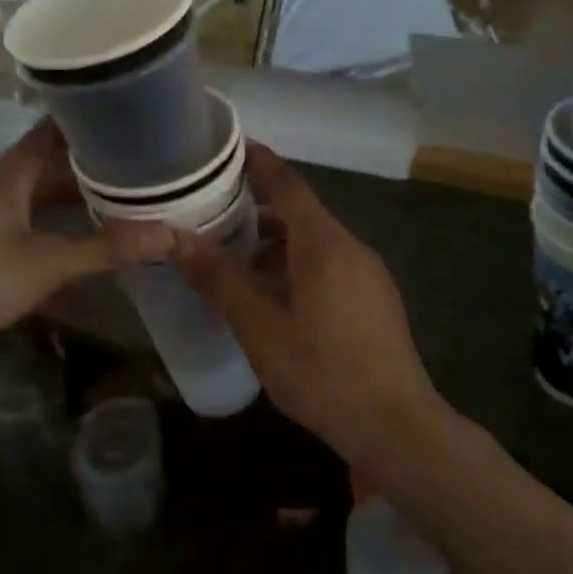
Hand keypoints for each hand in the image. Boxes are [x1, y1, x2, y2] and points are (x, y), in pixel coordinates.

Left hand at [0, 121, 172, 392]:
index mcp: (11, 174)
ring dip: (80, 207)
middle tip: (148, 172)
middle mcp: (0, 187)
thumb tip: (171, 234)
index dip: (96, 120)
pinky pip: (31, 233)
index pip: (58, 128)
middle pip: (56, 167)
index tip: (138, 120)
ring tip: (128, 210)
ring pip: (44, 202)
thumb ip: (105, 250)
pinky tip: (88, 259)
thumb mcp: (43, 266)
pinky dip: (60, 240)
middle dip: (99, 170)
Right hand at [172, 144, 445, 473]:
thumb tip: (176, 237)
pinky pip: (329, 266)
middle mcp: (351, 248)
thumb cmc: (322, 372)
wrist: (396, 426)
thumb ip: (220, 279)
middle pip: (300, 213)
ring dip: (275, 244)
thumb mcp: (260, 327)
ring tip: (233, 258)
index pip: (288, 184)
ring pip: (314, 243)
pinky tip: (271, 296)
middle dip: (258, 209)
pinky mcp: (373, 301)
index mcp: (325, 244)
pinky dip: (295, 265)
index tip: (229, 147)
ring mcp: (368, 275)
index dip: (259, 162)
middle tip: (212, 212)